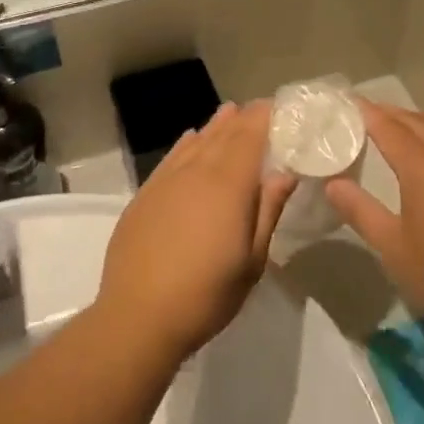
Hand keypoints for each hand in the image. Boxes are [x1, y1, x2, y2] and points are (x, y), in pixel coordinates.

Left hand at [97, 102, 295, 362]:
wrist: (138, 316)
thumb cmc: (206, 294)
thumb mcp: (252, 260)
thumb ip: (268, 211)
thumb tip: (284, 173)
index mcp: (228, 185)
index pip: (250, 136)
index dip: (265, 117)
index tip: (280, 107)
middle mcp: (197, 172)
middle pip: (224, 134)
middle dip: (244, 118)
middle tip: (260, 107)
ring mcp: (167, 181)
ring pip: (196, 141)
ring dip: (216, 125)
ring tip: (230, 111)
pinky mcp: (145, 194)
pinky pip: (171, 157)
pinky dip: (186, 143)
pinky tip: (191, 137)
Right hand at [326, 101, 423, 333]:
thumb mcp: (393, 247)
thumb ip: (360, 211)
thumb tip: (333, 183)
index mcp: (422, 166)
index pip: (388, 127)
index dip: (366, 112)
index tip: (348, 102)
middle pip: (416, 121)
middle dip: (390, 112)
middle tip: (366, 110)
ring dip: (418, 118)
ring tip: (400, 120)